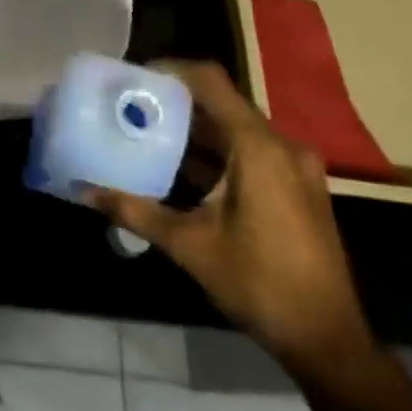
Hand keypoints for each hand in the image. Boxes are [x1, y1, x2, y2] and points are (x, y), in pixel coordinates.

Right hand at [82, 60, 374, 375]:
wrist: (328, 340)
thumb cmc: (260, 283)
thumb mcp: (189, 245)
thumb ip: (135, 210)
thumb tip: (83, 190)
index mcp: (259, 148)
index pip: (210, 81)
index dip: (170, 70)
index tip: (132, 79)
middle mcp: (281, 146)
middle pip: (220, 103)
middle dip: (174, 103)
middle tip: (130, 109)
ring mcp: (295, 167)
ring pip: (235, 128)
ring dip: (193, 130)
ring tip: (148, 136)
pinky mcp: (297, 186)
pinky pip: (250, 150)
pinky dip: (215, 152)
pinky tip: (181, 171)